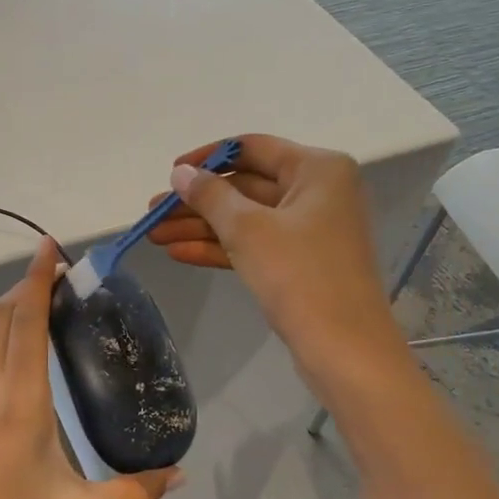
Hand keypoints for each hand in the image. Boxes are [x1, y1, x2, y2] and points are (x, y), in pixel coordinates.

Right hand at [147, 134, 402, 374]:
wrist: (345, 351)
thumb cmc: (300, 275)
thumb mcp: (247, 229)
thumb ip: (209, 195)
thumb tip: (181, 173)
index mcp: (317, 169)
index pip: (251, 148)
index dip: (207, 158)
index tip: (171, 173)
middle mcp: (317, 192)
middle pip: (244, 186)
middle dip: (197, 202)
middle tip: (152, 214)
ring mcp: (309, 230)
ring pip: (245, 219)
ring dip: (200, 227)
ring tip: (153, 235)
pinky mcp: (299, 263)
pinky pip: (253, 245)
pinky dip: (219, 248)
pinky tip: (178, 254)